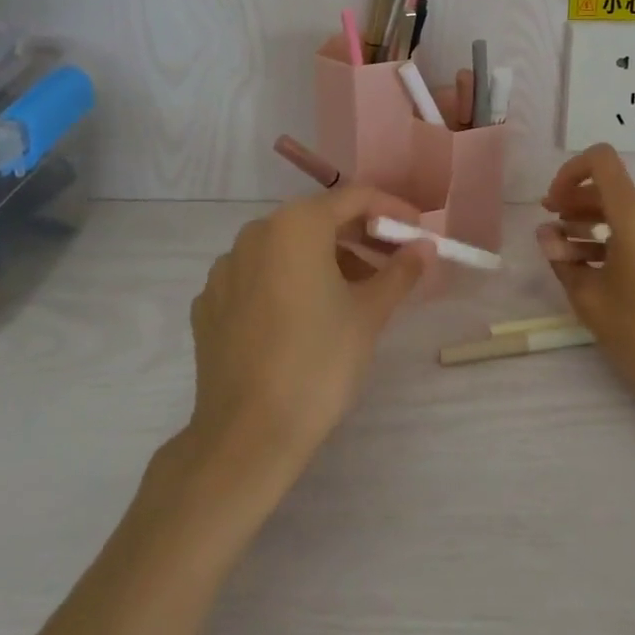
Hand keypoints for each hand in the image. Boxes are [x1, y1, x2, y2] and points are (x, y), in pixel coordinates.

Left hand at [188, 185, 433, 476]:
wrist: (246, 436)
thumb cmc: (318, 363)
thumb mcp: (370, 314)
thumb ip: (400, 271)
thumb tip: (424, 247)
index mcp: (296, 225)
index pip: (355, 198)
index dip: (392, 211)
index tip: (417, 232)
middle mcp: (255, 233)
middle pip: (318, 220)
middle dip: (359, 236)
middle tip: (392, 263)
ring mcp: (225, 268)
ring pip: (286, 248)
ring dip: (324, 259)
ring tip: (354, 292)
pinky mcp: (210, 303)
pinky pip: (258, 276)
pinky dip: (288, 282)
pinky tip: (305, 317)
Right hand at [538, 145, 634, 424]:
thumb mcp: (590, 300)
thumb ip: (562, 259)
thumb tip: (546, 234)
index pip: (601, 160)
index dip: (570, 172)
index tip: (554, 205)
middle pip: (616, 190)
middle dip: (580, 207)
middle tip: (556, 234)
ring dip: (605, 226)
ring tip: (581, 258)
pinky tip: (620, 271)